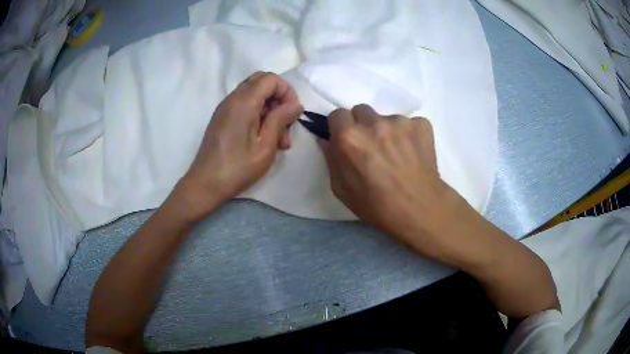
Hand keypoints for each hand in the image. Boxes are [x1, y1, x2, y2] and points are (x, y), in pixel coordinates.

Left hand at [175, 72, 302, 220]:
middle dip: (279, 99)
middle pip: (261, 82)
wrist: (205, 185)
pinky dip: (258, 116)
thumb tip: (296, 104)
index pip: (271, 79)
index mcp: (243, 102)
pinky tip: (264, 140)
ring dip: (270, 110)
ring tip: (279, 140)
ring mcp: (225, 108)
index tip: (292, 115)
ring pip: (254, 95)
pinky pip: (245, 106)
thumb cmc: (237, 169)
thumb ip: (280, 120)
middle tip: (285, 124)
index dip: (287, 92)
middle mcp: (232, 99)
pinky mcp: (223, 118)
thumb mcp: (265, 146)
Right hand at [320, 104, 465, 256]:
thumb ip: (331, 159)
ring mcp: (400, 121)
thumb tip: (326, 139)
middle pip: (361, 111)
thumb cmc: (376, 205)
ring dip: (387, 130)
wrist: (419, 210)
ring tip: (397, 153)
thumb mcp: (342, 190)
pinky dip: (409, 134)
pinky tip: (413, 153)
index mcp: (349, 138)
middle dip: (362, 125)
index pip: (337, 114)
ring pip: (386, 118)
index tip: (347, 139)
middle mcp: (373, 123)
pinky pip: (410, 123)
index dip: (341, 127)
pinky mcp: (421, 124)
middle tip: (372, 146)